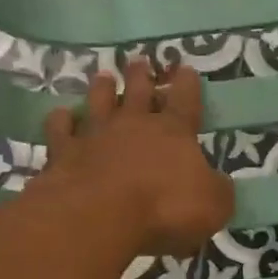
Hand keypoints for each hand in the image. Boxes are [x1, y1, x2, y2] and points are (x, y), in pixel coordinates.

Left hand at [38, 58, 234, 257]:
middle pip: (137, 91)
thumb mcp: (213, 205)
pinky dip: (60, 121)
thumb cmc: (165, 208)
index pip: (185, 101)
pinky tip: (61, 116)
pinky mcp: (63, 153)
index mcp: (173, 132)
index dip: (188, 85)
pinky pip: (60, 129)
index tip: (187, 70)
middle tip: (139, 62)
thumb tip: (217, 183)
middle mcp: (133, 124)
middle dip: (140, 76)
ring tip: (102, 76)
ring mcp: (94, 135)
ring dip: (101, 89)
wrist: (100, 216)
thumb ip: (217, 190)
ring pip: (98, 102)